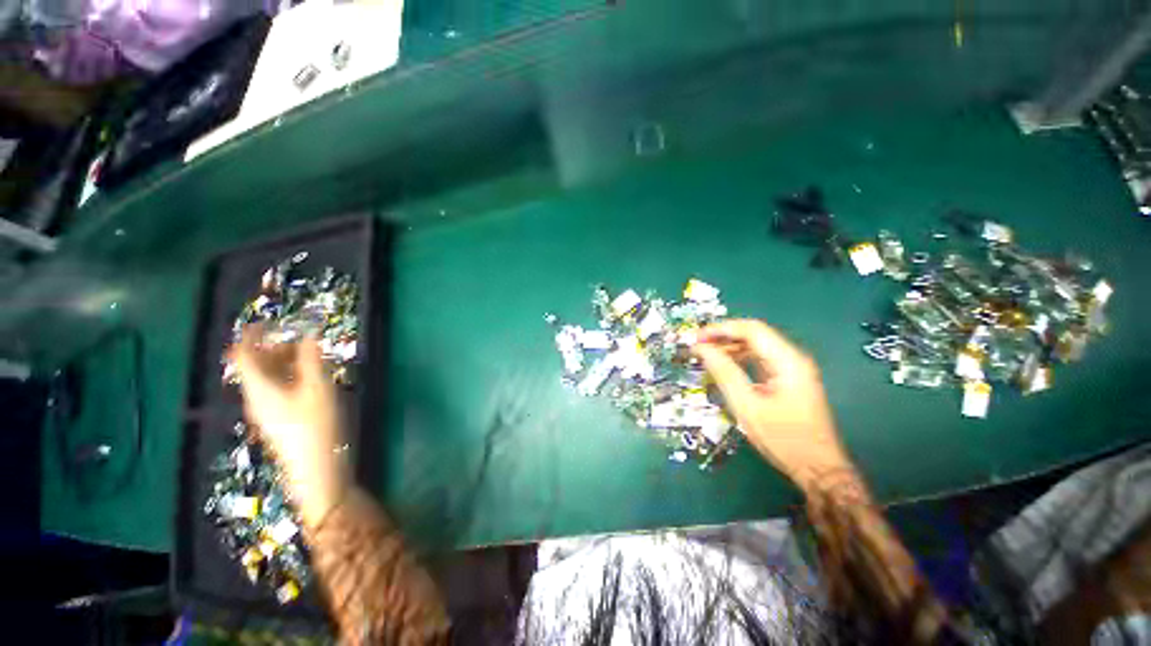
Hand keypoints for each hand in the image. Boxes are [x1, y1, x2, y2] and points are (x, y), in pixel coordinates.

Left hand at [230, 325, 350, 528]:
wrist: (316, 467)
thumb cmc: (315, 425)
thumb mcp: (317, 388)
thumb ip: (311, 360)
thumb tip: (309, 334)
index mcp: (259, 389)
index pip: (243, 357)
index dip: (250, 337)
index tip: (264, 322)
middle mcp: (256, 398)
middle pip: (254, 367)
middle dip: (271, 348)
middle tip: (294, 336)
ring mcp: (266, 411)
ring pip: (266, 379)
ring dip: (281, 362)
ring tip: (305, 353)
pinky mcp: (278, 420)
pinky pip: (275, 389)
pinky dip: (287, 376)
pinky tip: (306, 377)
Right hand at [693, 319, 855, 492]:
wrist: (819, 469)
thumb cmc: (784, 439)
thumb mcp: (747, 405)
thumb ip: (724, 373)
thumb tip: (701, 349)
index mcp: (788, 361)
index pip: (751, 330)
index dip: (721, 329)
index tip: (697, 337)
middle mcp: (793, 359)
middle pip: (754, 335)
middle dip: (724, 337)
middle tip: (698, 346)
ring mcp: (793, 369)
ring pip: (756, 347)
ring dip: (730, 348)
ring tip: (706, 355)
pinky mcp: (789, 380)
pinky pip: (760, 360)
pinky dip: (740, 359)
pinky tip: (725, 367)